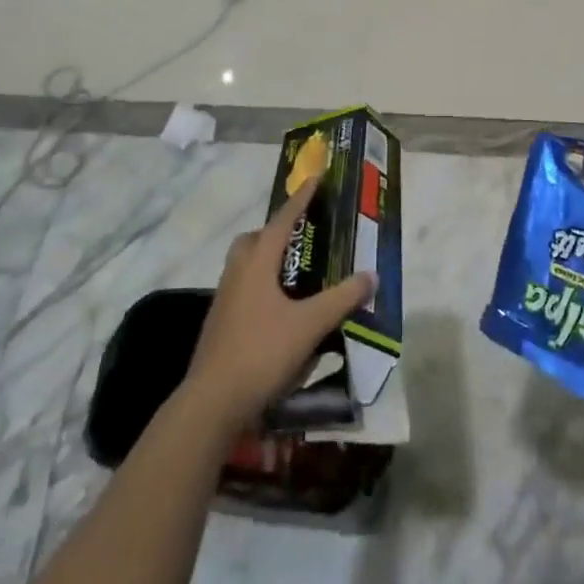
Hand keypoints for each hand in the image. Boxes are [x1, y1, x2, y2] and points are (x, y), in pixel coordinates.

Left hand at [184, 178, 376, 428]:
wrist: (212, 403)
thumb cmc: (262, 353)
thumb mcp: (310, 325)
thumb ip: (342, 298)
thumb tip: (371, 275)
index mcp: (257, 264)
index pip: (282, 222)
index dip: (301, 201)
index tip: (314, 180)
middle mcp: (236, 274)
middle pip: (253, 240)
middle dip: (275, 232)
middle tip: (301, 237)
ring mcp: (224, 301)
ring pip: (244, 266)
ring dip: (266, 261)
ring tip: (295, 274)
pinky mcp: (220, 326)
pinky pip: (242, 291)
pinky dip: (261, 288)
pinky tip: (279, 311)